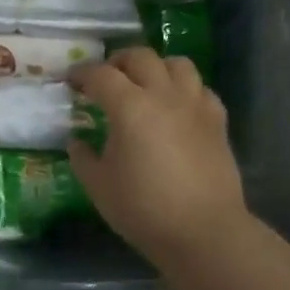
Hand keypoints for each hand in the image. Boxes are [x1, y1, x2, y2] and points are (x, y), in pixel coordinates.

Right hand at [68, 48, 250, 262]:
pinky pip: (202, 89)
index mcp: (129, 107)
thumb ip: (83, 158)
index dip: (83, 74)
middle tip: (106, 78)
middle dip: (118, 61)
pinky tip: (177, 107)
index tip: (72, 82)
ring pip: (178, 64)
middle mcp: (164, 95)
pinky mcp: (218, 122)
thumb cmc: (143, 209)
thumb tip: (78, 142)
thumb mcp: (98, 186)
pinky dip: (186, 89)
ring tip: (145, 84)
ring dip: (156, 67)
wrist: (204, 232)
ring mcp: (195, 106)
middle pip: (141, 57)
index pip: (101, 75)